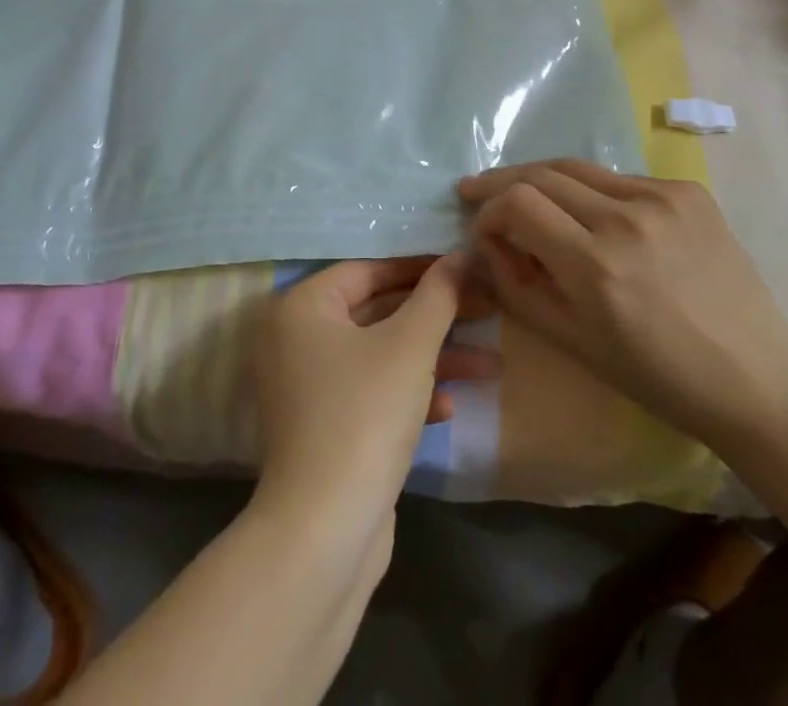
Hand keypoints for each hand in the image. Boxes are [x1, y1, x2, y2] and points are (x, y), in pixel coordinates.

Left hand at [252, 256, 493, 533]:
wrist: (322, 534)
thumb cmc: (363, 415)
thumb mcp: (409, 346)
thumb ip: (438, 295)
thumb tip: (461, 254)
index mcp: (303, 307)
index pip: (368, 270)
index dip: (420, 269)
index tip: (465, 270)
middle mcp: (297, 339)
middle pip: (377, 312)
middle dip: (435, 317)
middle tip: (487, 311)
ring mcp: (309, 387)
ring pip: (381, 355)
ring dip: (433, 358)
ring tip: (490, 365)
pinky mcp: (325, 428)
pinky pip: (372, 392)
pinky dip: (409, 393)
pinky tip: (449, 408)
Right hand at [459, 161, 787, 445]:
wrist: (756, 377)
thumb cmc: (659, 376)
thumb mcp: (573, 342)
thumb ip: (518, 286)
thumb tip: (489, 242)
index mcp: (596, 265)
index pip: (518, 203)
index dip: (488, 210)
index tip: (481, 229)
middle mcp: (626, 218)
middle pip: (542, 173)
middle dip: (502, 183)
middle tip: (478, 191)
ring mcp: (662, 197)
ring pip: (579, 168)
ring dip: (543, 179)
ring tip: (524, 192)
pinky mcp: (689, 191)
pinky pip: (620, 179)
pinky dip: (593, 191)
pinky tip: (593, 213)